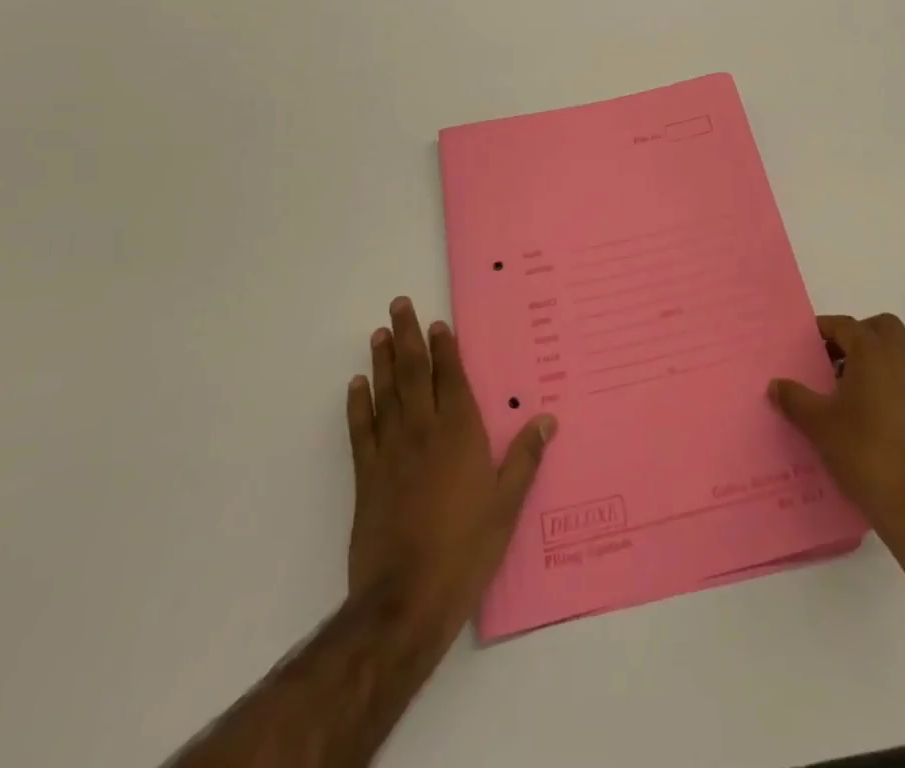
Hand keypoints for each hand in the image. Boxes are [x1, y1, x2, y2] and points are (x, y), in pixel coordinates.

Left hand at [346, 296, 555, 648]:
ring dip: (383, 361)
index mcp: (460, 433)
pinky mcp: (368, 477)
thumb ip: (525, 459)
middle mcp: (424, 431)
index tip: (438, 322)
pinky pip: (361, 430)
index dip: (444, 348)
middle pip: (415, 373)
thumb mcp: (506, 506)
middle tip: (399, 304)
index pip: (451, 378)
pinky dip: (358, 405)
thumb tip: (547, 419)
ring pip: (386, 393)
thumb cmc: (465, 550)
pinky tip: (357, 385)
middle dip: (409, 336)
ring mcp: (392, 452)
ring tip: (380, 333)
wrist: (404, 600)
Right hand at [770, 313, 904, 575]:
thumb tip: (775, 384)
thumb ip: (794, 398)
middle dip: (857, 335)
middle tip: (832, 358)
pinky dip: (887, 381)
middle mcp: (902, 360)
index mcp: (873, 353)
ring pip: (898, 352)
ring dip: (874, 358)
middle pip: (881, 328)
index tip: (803, 345)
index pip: (845, 325)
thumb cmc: (865, 453)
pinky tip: (866, 413)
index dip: (822, 330)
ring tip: (845, 386)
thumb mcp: (818, 425)